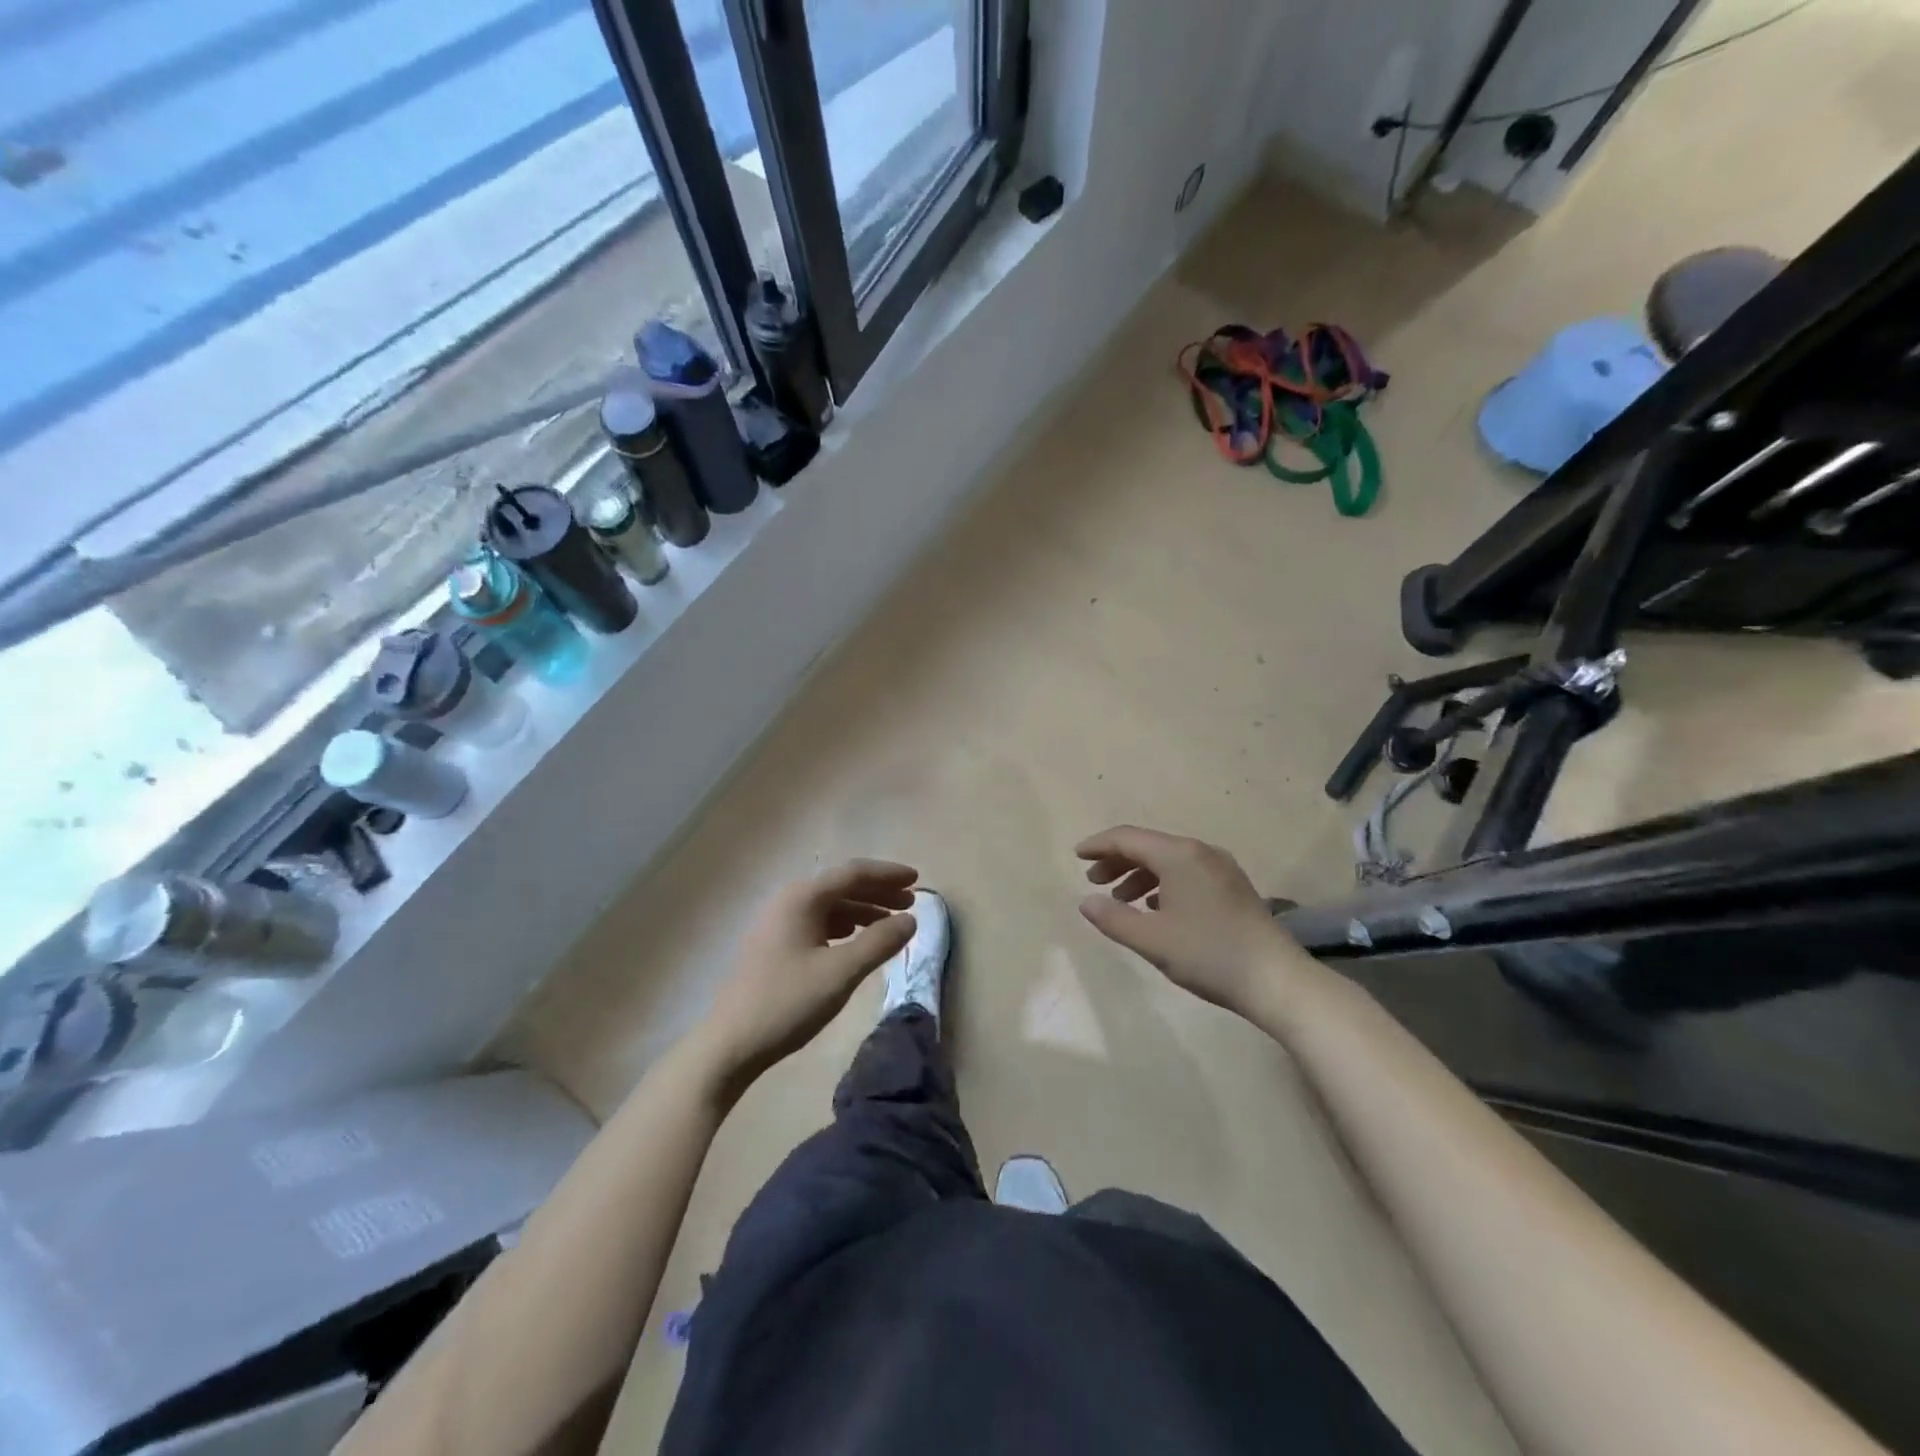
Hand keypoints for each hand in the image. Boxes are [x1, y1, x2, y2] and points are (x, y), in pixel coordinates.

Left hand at [700, 860, 918, 1091]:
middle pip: (841, 886)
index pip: (853, 873)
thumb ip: (879, 942)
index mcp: (802, 898)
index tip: (918, 880)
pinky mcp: (774, 945)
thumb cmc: (788, 1002)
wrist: (730, 1044)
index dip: (888, 874)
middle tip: (910, 902)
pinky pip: (818, 922)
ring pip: (830, 905)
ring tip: (891, 923)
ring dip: (863, 909)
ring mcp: (778, 923)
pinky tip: (857, 940)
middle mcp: (788, 901)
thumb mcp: (841, 972)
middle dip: (878, 891)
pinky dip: (844, 926)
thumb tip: (910, 920)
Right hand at [1076, 825, 1291, 1015]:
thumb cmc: (1208, 954)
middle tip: (1094, 882)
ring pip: (1169, 860)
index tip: (1076, 856)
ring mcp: (1221, 868)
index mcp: (1178, 855)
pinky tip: (1156, 908)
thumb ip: (1113, 918)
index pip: (1128, 838)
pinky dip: (1163, 883)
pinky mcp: (1233, 886)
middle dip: (1117, 861)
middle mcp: (1200, 851)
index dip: (1099, 845)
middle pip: (1149, 846)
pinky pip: (1187, 872)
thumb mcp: (1151, 940)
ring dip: (1139, 874)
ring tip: (1121, 900)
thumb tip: (1086, 902)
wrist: (1276, 979)